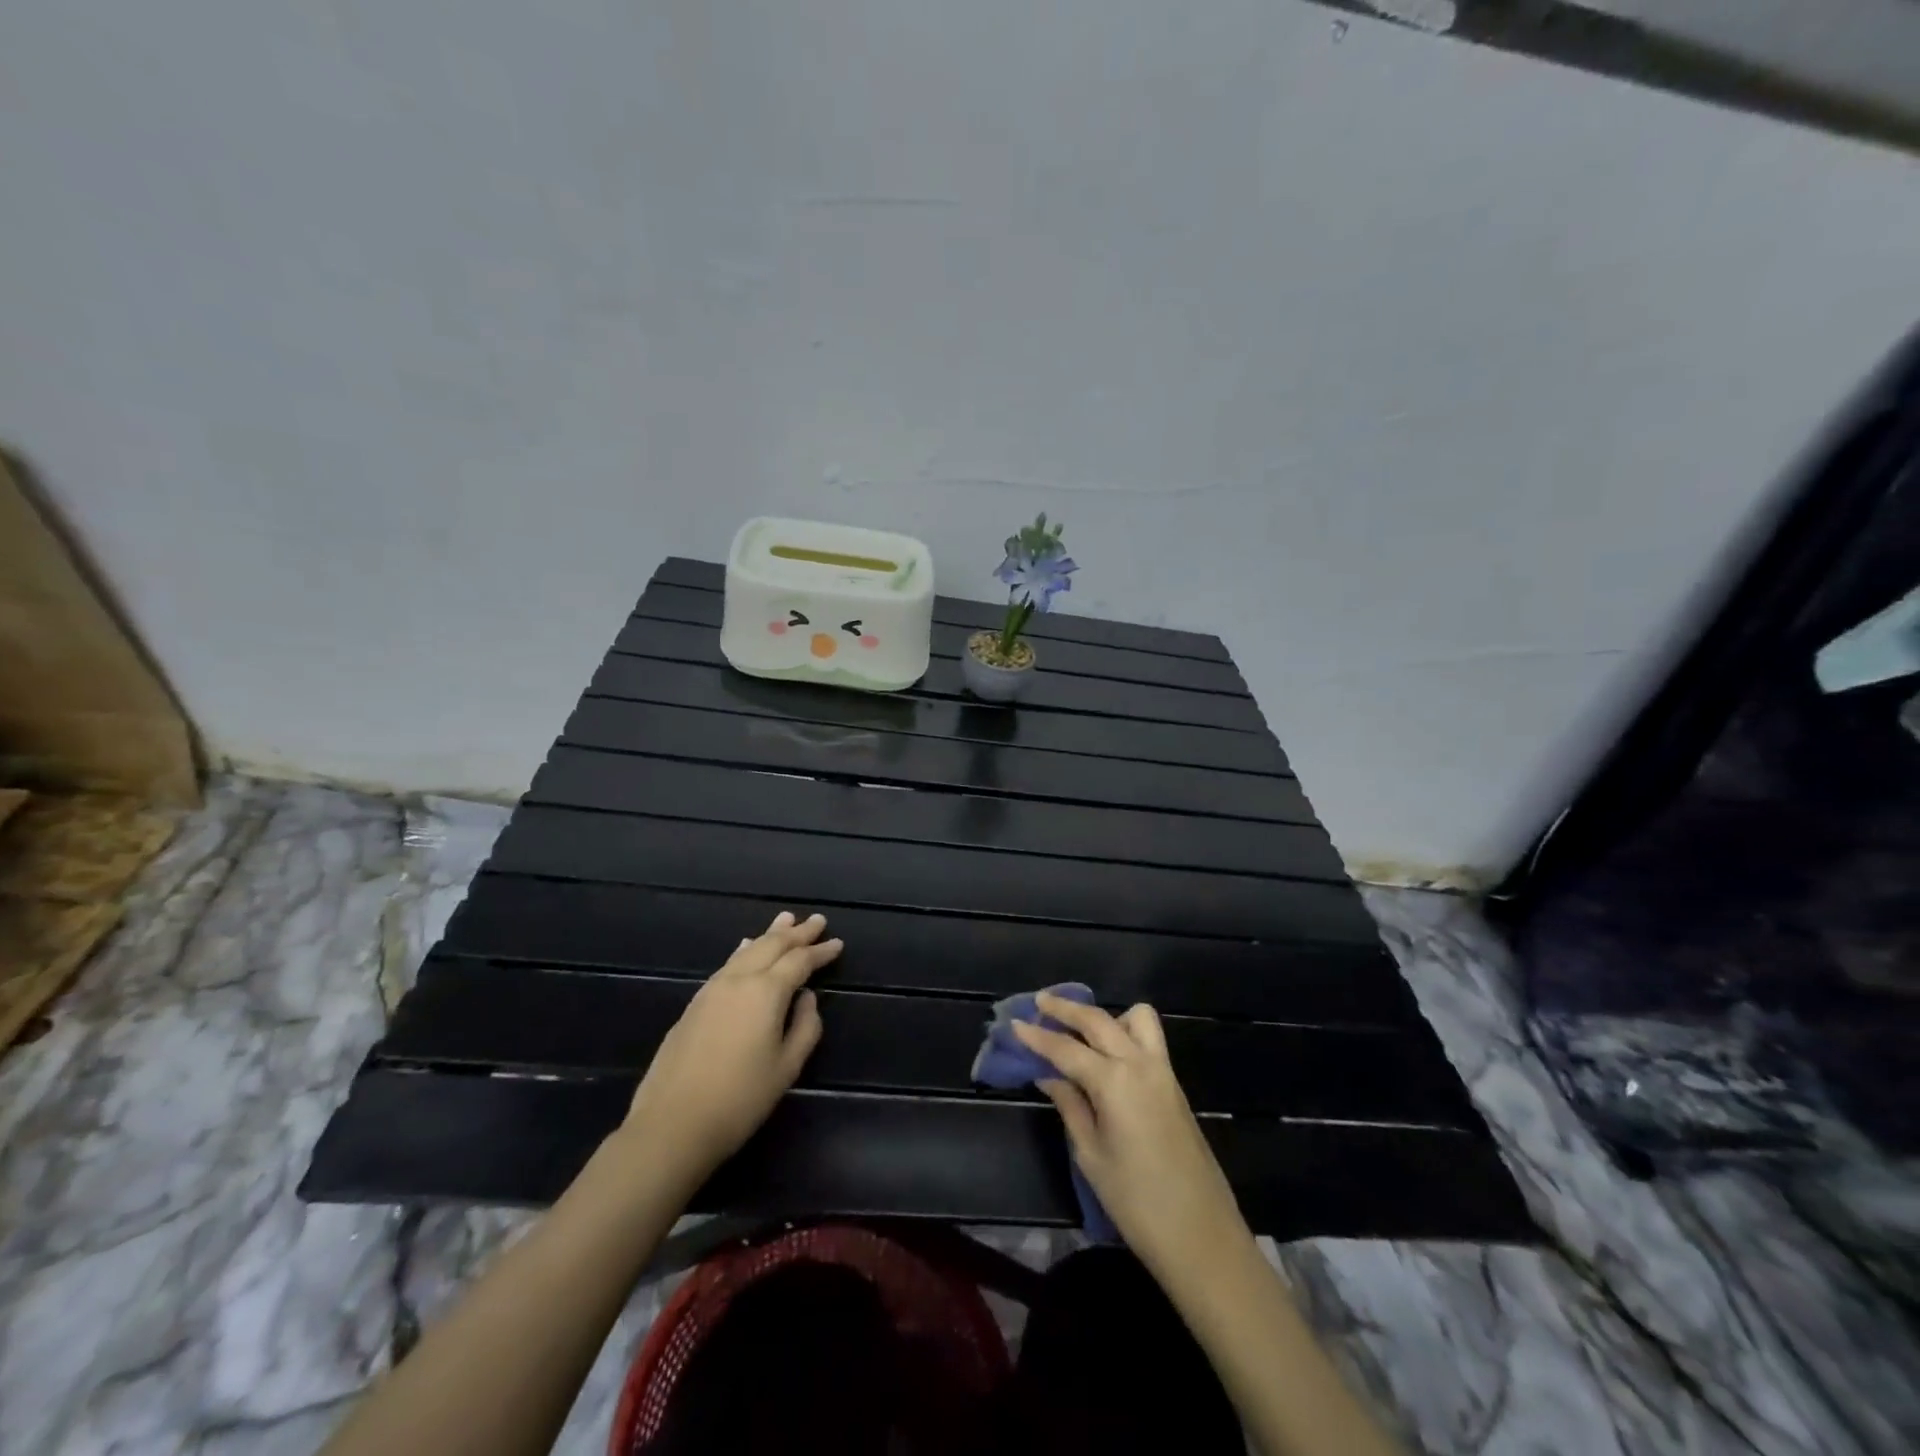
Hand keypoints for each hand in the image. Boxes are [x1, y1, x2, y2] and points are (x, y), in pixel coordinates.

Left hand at [616, 911, 842, 1191]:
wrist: (672, 1124)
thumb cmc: (739, 1100)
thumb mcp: (786, 1068)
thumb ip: (805, 1027)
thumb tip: (806, 998)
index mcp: (766, 992)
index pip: (800, 961)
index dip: (820, 951)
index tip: (838, 942)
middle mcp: (739, 980)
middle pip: (772, 945)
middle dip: (797, 933)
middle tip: (817, 920)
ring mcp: (712, 989)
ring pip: (747, 950)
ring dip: (770, 934)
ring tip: (785, 919)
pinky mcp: (695, 1003)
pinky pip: (728, 963)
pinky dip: (745, 950)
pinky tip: (746, 946)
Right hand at [1013, 992, 1247, 1277]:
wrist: (1201, 1236)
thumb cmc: (1136, 1202)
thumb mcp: (1091, 1155)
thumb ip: (1070, 1106)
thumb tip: (1049, 1076)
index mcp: (1114, 1081)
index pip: (1066, 1048)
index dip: (1037, 1036)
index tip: (1013, 1023)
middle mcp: (1140, 1064)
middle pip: (1098, 1020)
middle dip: (1066, 1008)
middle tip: (1040, 1002)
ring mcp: (1162, 1071)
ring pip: (1135, 1018)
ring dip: (1107, 1016)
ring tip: (1082, 1032)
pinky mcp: (1174, 1085)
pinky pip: (1148, 1040)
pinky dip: (1125, 1033)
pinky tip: (1107, 1057)